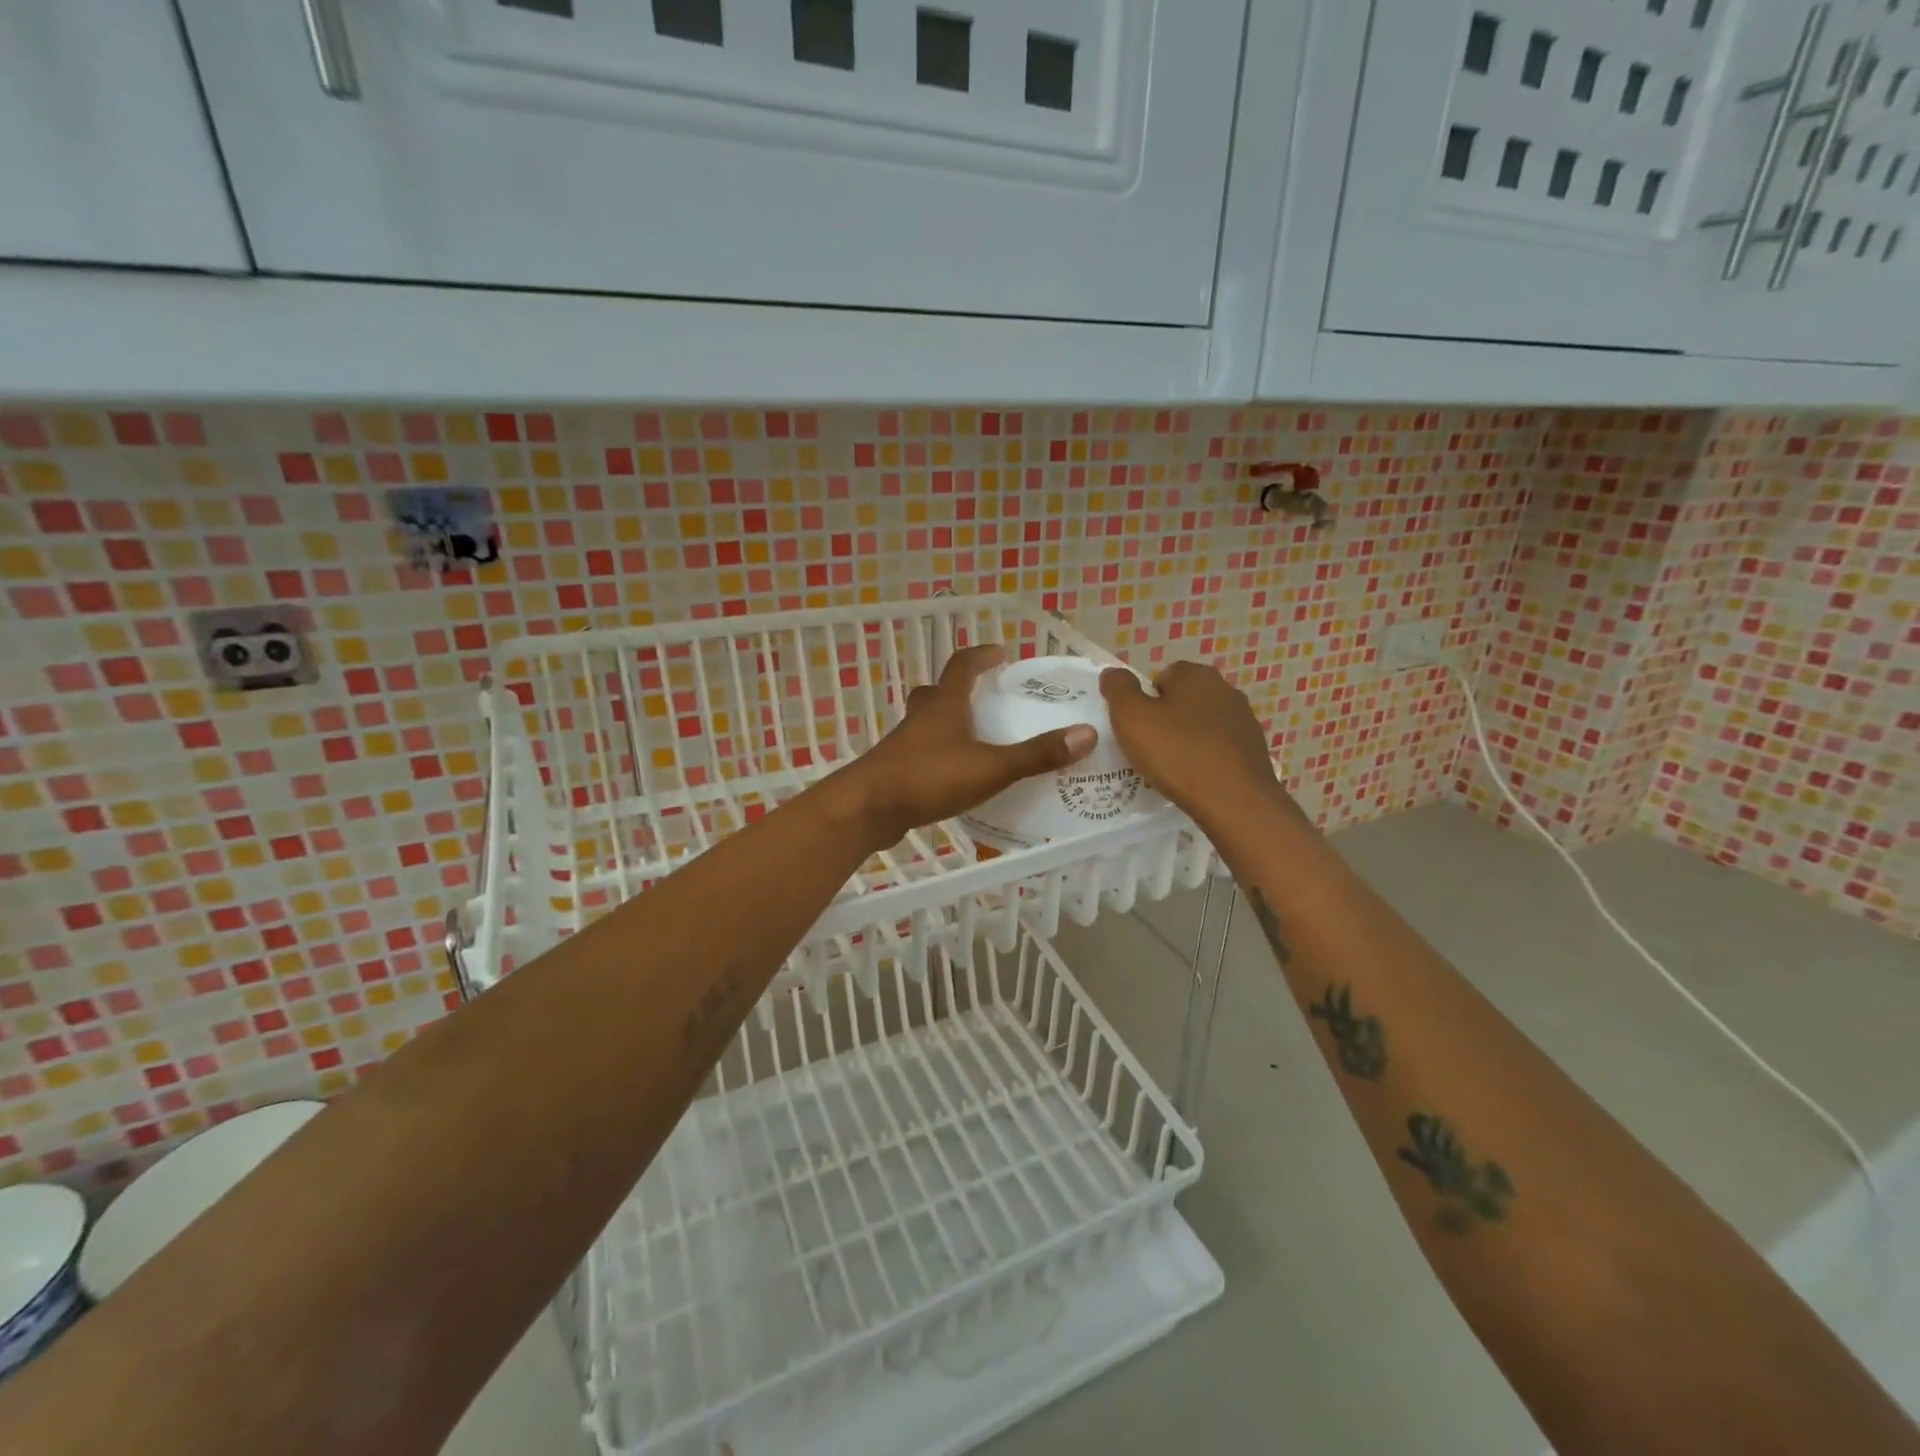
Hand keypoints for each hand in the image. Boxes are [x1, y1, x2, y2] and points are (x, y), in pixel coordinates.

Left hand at [829, 645, 1097, 849]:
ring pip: (925, 724)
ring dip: (946, 724)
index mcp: (944, 706)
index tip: (999, 653)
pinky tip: (952, 777)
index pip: (961, 666)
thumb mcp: (991, 767)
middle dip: (959, 689)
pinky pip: (919, 754)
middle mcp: (921, 718)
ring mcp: (903, 745)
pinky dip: (938, 756)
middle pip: (937, 692)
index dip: (980, 656)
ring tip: (974, 739)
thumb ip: (1036, 754)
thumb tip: (1086, 734)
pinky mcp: (894, 772)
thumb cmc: (929, 777)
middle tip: (984, 697)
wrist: (868, 809)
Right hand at [1100, 661, 1297, 830]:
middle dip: (1166, 719)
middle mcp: (1224, 689)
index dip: (1144, 701)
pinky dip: (1207, 758)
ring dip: (1188, 739)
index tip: (1136, 728)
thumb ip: (1118, 688)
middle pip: (1183, 700)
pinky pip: (1220, 748)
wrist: (1234, 801)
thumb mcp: (1130, 717)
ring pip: (1203, 724)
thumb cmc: (1177, 753)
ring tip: (1172, 768)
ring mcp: (1244, 720)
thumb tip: (1112, 673)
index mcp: (1195, 674)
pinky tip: (1196, 779)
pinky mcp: (1255, 749)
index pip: (1161, 676)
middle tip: (1149, 748)